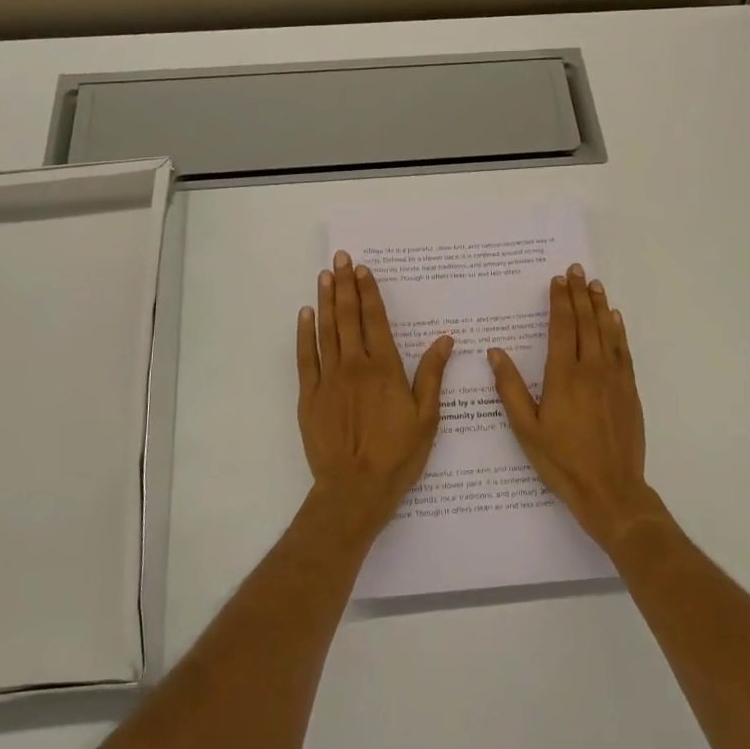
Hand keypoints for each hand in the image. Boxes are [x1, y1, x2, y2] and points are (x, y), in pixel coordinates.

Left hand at [296, 250, 452, 534]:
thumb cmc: (397, 456)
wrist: (355, 489)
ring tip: (324, 275)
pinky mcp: (309, 395)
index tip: (363, 270)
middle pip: (348, 317)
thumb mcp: (427, 417)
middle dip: (345, 286)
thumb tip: (445, 339)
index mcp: (385, 369)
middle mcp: (355, 366)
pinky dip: (305, 333)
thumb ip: (432, 375)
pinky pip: (305, 357)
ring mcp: (329, 379)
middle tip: (341, 259)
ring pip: (326, 331)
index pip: (376, 321)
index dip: (369, 293)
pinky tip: (305, 314)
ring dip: (325, 301)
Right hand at [489, 263, 662, 555]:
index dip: (559, 301)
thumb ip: (509, 388)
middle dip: (579, 294)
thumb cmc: (561, 461)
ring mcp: (614, 378)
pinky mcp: (629, 390)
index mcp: (562, 376)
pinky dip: (618, 330)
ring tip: (595, 284)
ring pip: (607, 332)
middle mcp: (590, 369)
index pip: (561, 328)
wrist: (611, 489)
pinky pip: (623, 351)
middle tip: (576, 270)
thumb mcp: (525, 429)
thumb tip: (495, 353)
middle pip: (585, 322)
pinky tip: (615, 318)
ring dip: (600, 305)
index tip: (557, 280)